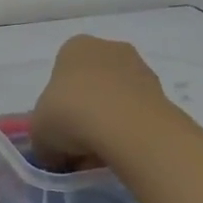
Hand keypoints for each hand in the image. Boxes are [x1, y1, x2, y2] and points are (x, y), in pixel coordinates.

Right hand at [30, 34, 167, 170]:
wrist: (129, 128)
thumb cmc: (70, 115)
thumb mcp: (38, 132)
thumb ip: (42, 139)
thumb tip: (52, 152)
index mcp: (74, 47)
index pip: (60, 74)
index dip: (56, 106)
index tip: (57, 132)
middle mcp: (109, 49)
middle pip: (90, 85)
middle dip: (84, 113)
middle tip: (77, 146)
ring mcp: (141, 70)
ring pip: (116, 100)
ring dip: (108, 123)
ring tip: (101, 155)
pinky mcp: (164, 94)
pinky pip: (137, 114)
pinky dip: (130, 132)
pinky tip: (122, 154)